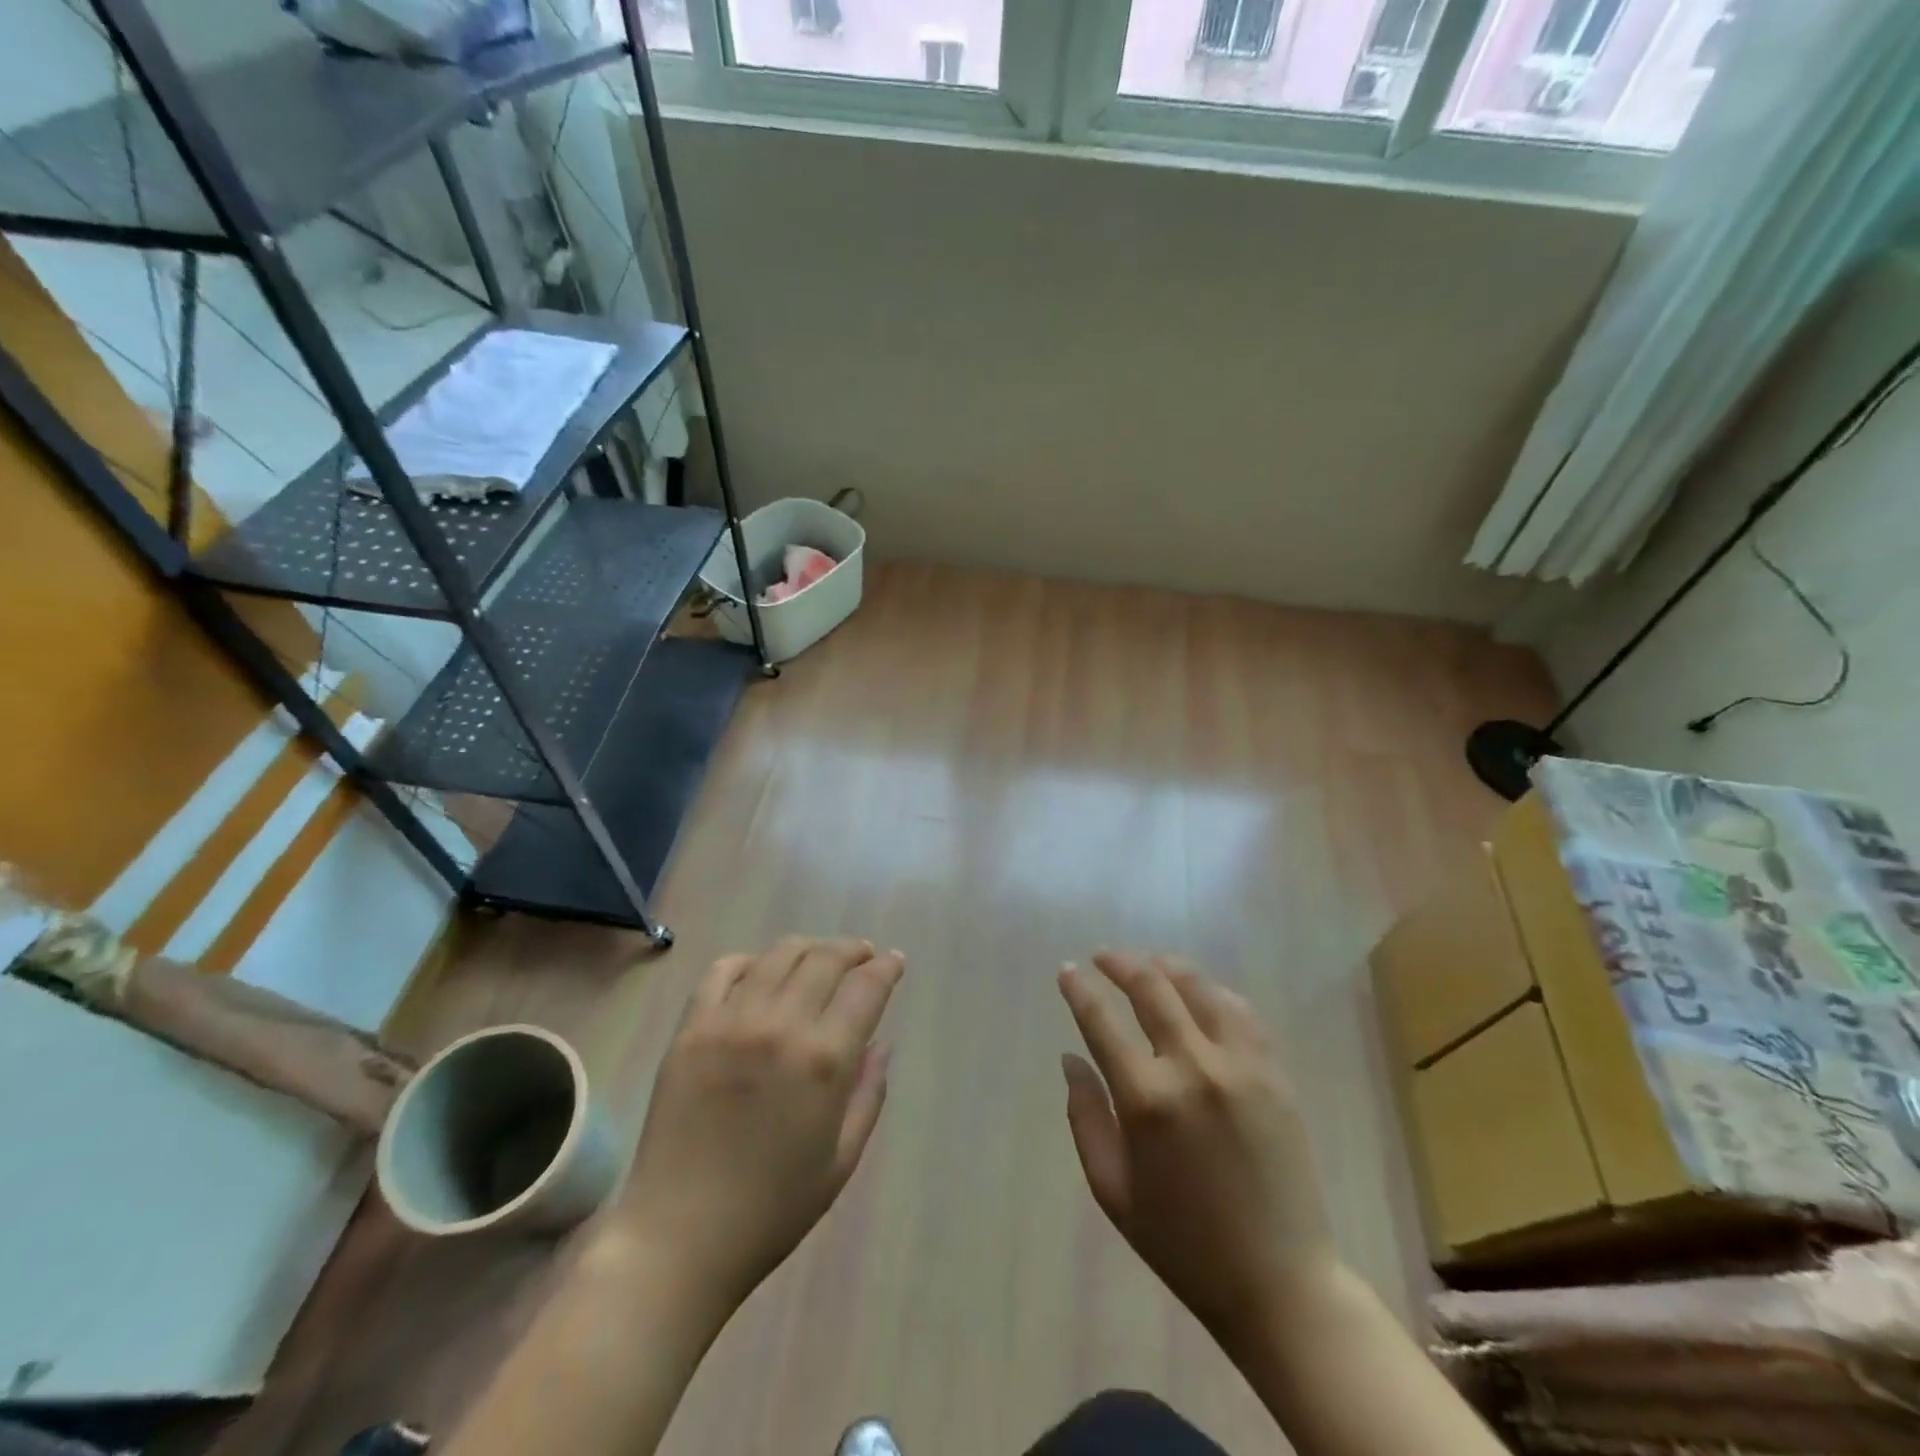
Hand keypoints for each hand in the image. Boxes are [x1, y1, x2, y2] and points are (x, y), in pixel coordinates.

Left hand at [614, 937, 904, 1311]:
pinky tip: (760, 972)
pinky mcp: (690, 1029)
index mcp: (824, 1059)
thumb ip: (869, 1092)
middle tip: (863, 956)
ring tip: (819, 957)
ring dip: (808, 948)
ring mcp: (730, 1022)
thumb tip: (882, 1042)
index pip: (865, 987)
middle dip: (852, 950)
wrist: (678, 1238)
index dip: (886, 967)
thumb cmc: (772, 1208)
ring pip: (778, 955)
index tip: (895, 962)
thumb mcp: (842, 1159)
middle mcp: (780, 1025)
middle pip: (825, 959)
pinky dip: (748, 961)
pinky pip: (721, 971)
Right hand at [1058, 952, 1336, 1348]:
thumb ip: (1086, 1116)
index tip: (1067, 971)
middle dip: (1120, 962)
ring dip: (1166, 966)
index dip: (1079, 989)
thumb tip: (1070, 1058)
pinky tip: (1200, 993)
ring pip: (1198, 987)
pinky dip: (1213, 992)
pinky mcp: (1274, 1073)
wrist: (1280, 1283)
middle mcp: (1193, 1068)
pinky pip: (1240, 1012)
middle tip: (1102, 956)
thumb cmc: (1183, 1242)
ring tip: (1148, 963)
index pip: (1101, 1021)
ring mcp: (1240, 1065)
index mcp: (1147, 1100)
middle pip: (1150, 987)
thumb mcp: (1113, 1189)